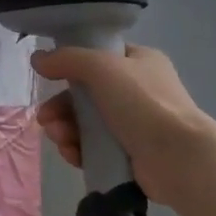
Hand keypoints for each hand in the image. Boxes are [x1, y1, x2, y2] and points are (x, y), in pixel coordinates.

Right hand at [31, 43, 215, 210]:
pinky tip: (71, 154)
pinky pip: (93, 148)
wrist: (178, 157)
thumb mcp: (102, 67)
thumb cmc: (143, 103)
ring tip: (59, 138)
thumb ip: (67, 59)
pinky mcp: (128, 155)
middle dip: (61, 107)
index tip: (49, 78)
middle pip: (86, 94)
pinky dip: (78, 149)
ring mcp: (134, 125)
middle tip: (46, 119)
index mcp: (139, 62)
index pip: (98, 57)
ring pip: (86, 123)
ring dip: (65, 129)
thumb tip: (37, 59)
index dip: (72, 66)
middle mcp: (137, 91)